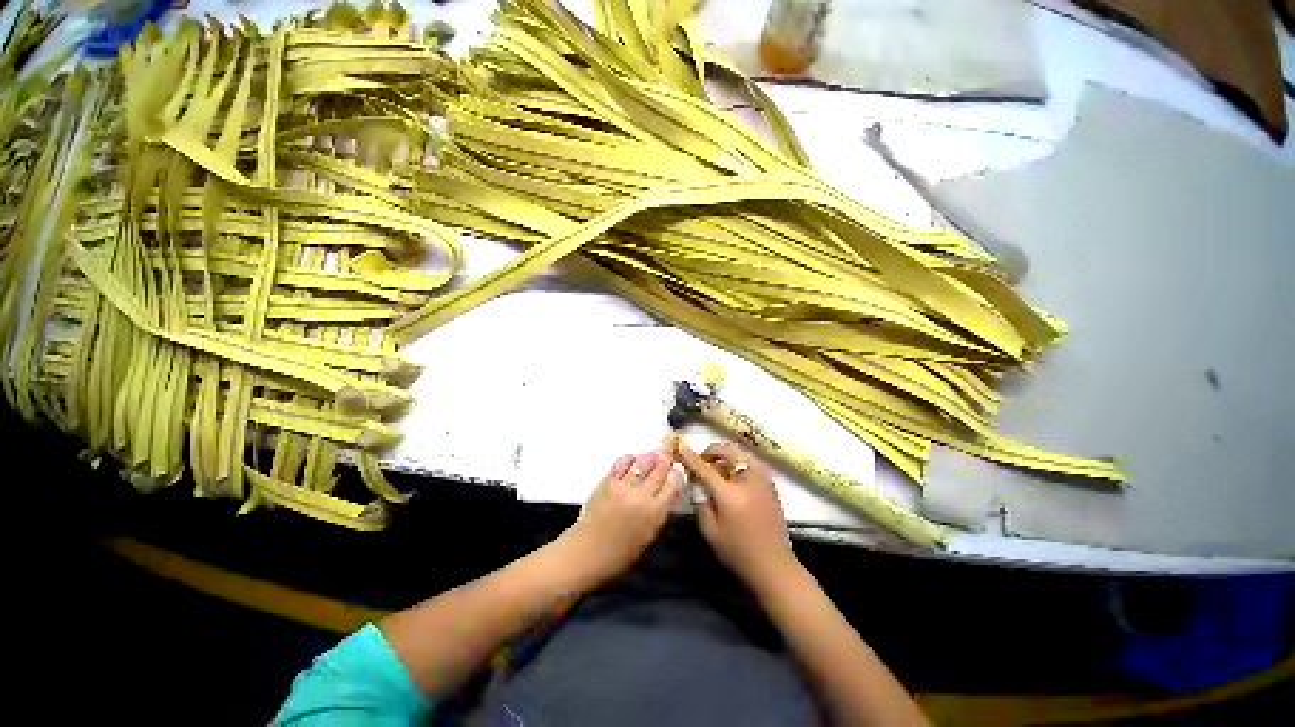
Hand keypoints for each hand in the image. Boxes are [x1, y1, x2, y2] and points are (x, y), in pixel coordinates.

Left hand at [560, 433, 684, 586]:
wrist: (586, 552)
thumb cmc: (620, 553)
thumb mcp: (649, 535)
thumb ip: (660, 511)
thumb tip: (669, 491)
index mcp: (655, 513)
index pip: (674, 483)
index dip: (678, 473)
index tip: (678, 469)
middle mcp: (641, 496)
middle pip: (660, 467)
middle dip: (667, 458)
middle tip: (670, 448)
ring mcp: (623, 486)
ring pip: (643, 461)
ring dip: (650, 456)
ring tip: (653, 455)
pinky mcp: (608, 480)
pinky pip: (623, 461)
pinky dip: (631, 459)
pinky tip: (632, 462)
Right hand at [677, 441, 799, 593]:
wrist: (774, 565)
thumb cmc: (738, 551)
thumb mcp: (710, 531)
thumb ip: (700, 501)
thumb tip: (696, 481)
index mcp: (730, 493)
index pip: (706, 467)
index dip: (691, 456)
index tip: (680, 447)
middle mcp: (749, 478)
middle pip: (728, 450)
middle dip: (711, 451)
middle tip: (701, 461)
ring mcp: (763, 479)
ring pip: (740, 453)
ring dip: (725, 455)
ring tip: (715, 470)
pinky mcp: (771, 483)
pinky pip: (750, 462)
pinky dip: (737, 462)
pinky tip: (731, 478)